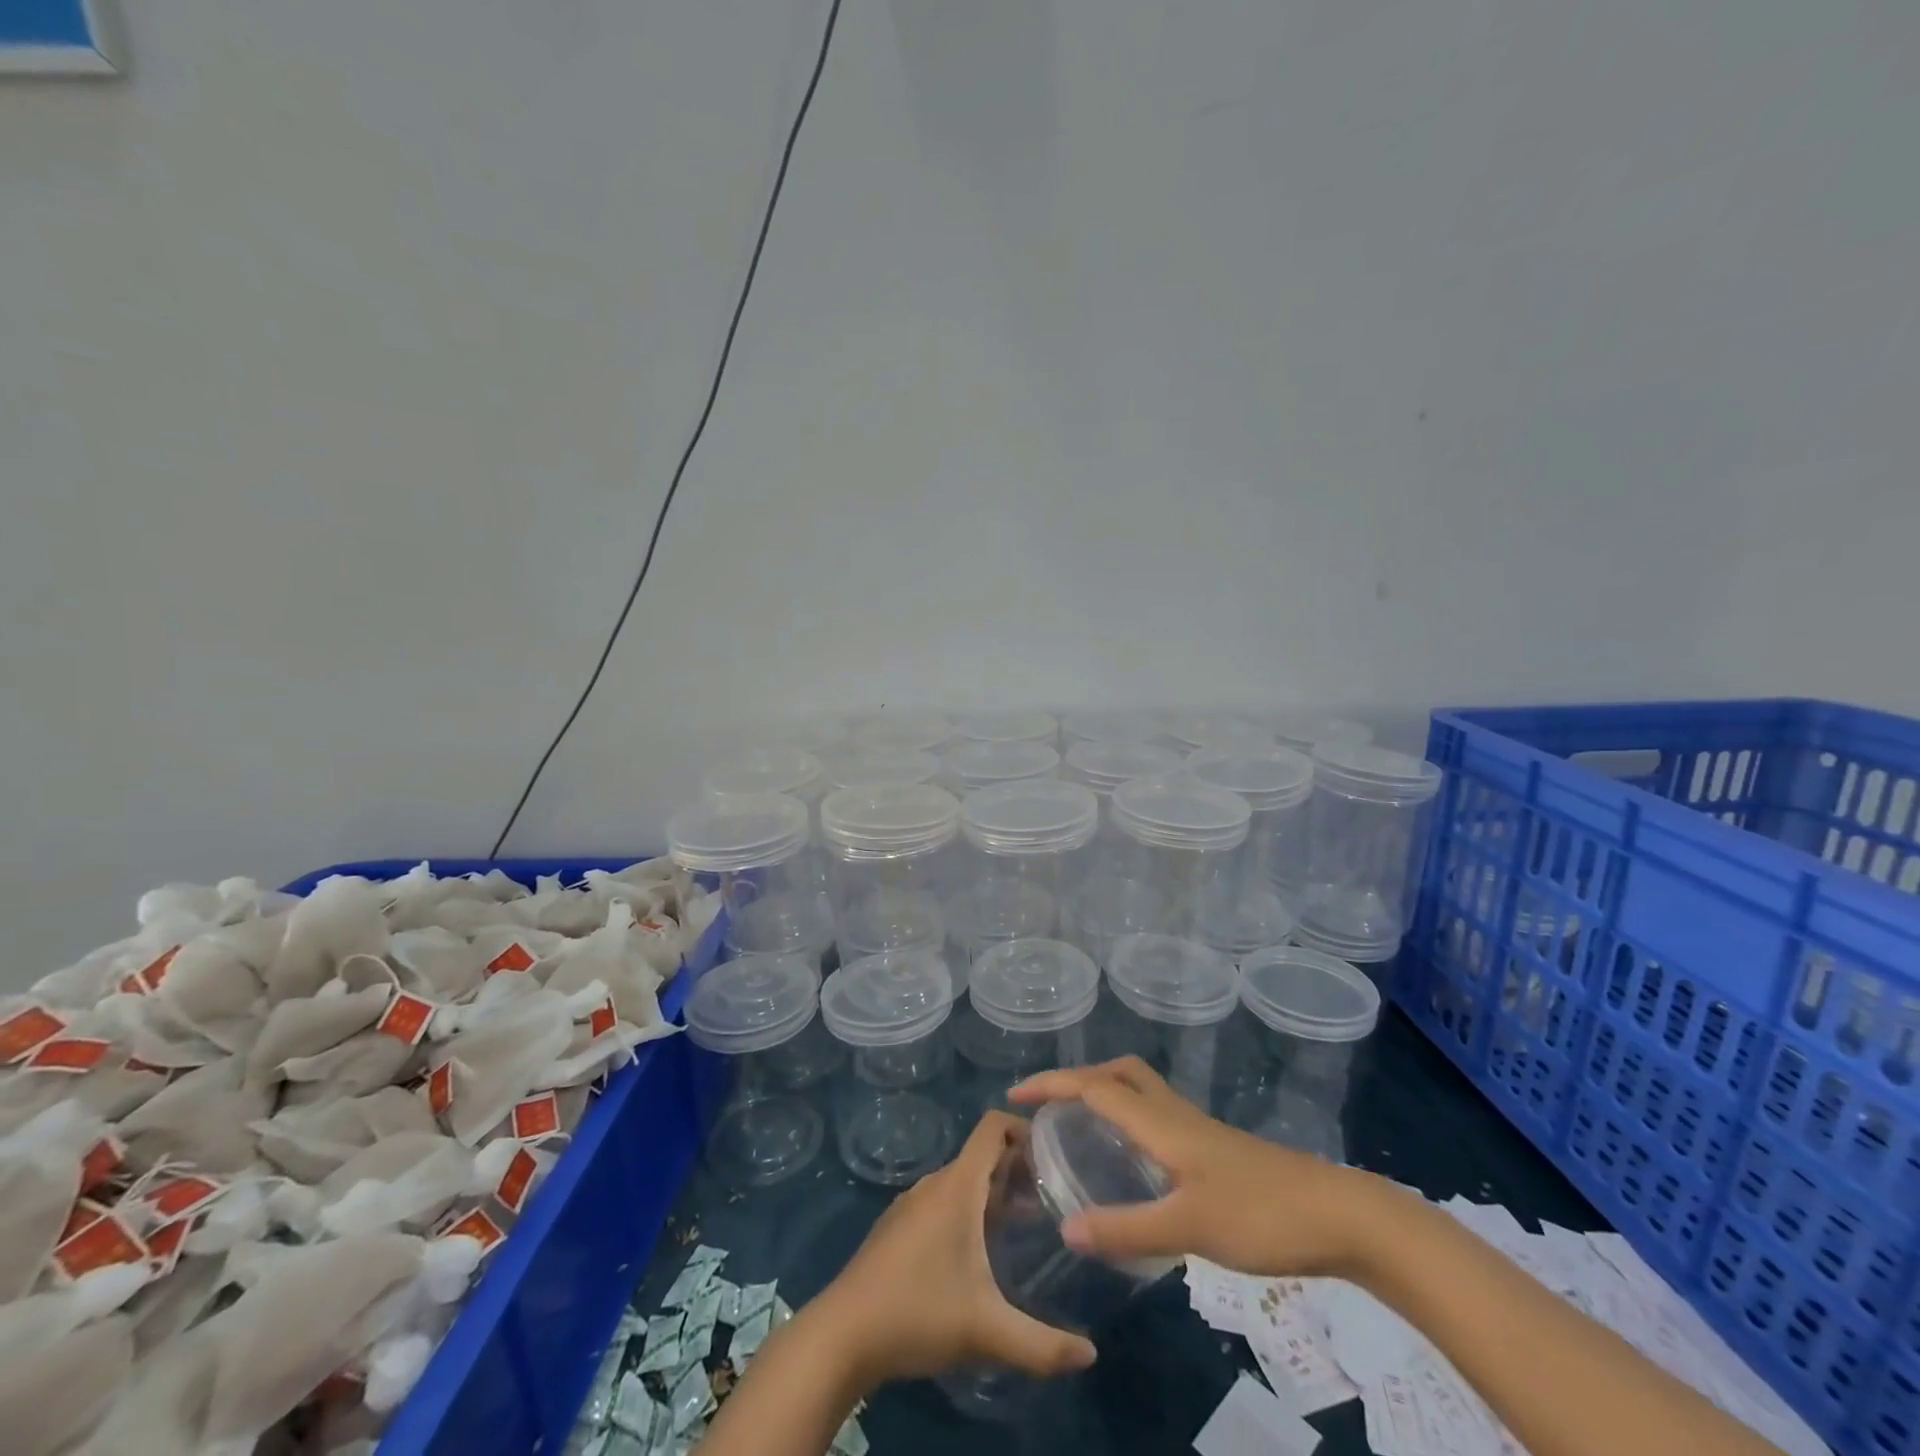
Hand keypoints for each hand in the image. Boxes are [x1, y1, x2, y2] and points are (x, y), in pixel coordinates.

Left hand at [808, 1111, 1097, 1386]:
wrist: (842, 1335)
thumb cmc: (918, 1313)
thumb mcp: (987, 1331)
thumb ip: (1043, 1345)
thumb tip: (1092, 1355)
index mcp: (957, 1186)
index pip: (991, 1127)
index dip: (1022, 1126)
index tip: (1053, 1151)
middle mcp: (934, 1183)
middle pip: (981, 1156)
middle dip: (1017, 1169)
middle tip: (1051, 1199)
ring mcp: (911, 1204)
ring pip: (961, 1182)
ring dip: (993, 1193)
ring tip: (1023, 1225)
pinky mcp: (897, 1228)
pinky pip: (941, 1202)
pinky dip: (968, 1211)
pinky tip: (977, 1254)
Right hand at [1011, 1057, 1374, 1279]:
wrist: (1340, 1216)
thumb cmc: (1261, 1213)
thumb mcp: (1188, 1227)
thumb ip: (1127, 1229)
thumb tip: (1066, 1230)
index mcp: (1161, 1122)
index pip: (1095, 1087)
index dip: (1052, 1086)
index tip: (1015, 1097)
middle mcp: (1174, 1114)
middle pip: (1120, 1073)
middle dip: (1079, 1078)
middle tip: (1048, 1106)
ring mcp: (1197, 1130)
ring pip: (1140, 1091)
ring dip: (1104, 1093)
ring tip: (1079, 1126)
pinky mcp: (1214, 1150)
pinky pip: (1156, 1116)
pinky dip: (1129, 1119)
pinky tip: (1131, 1160)